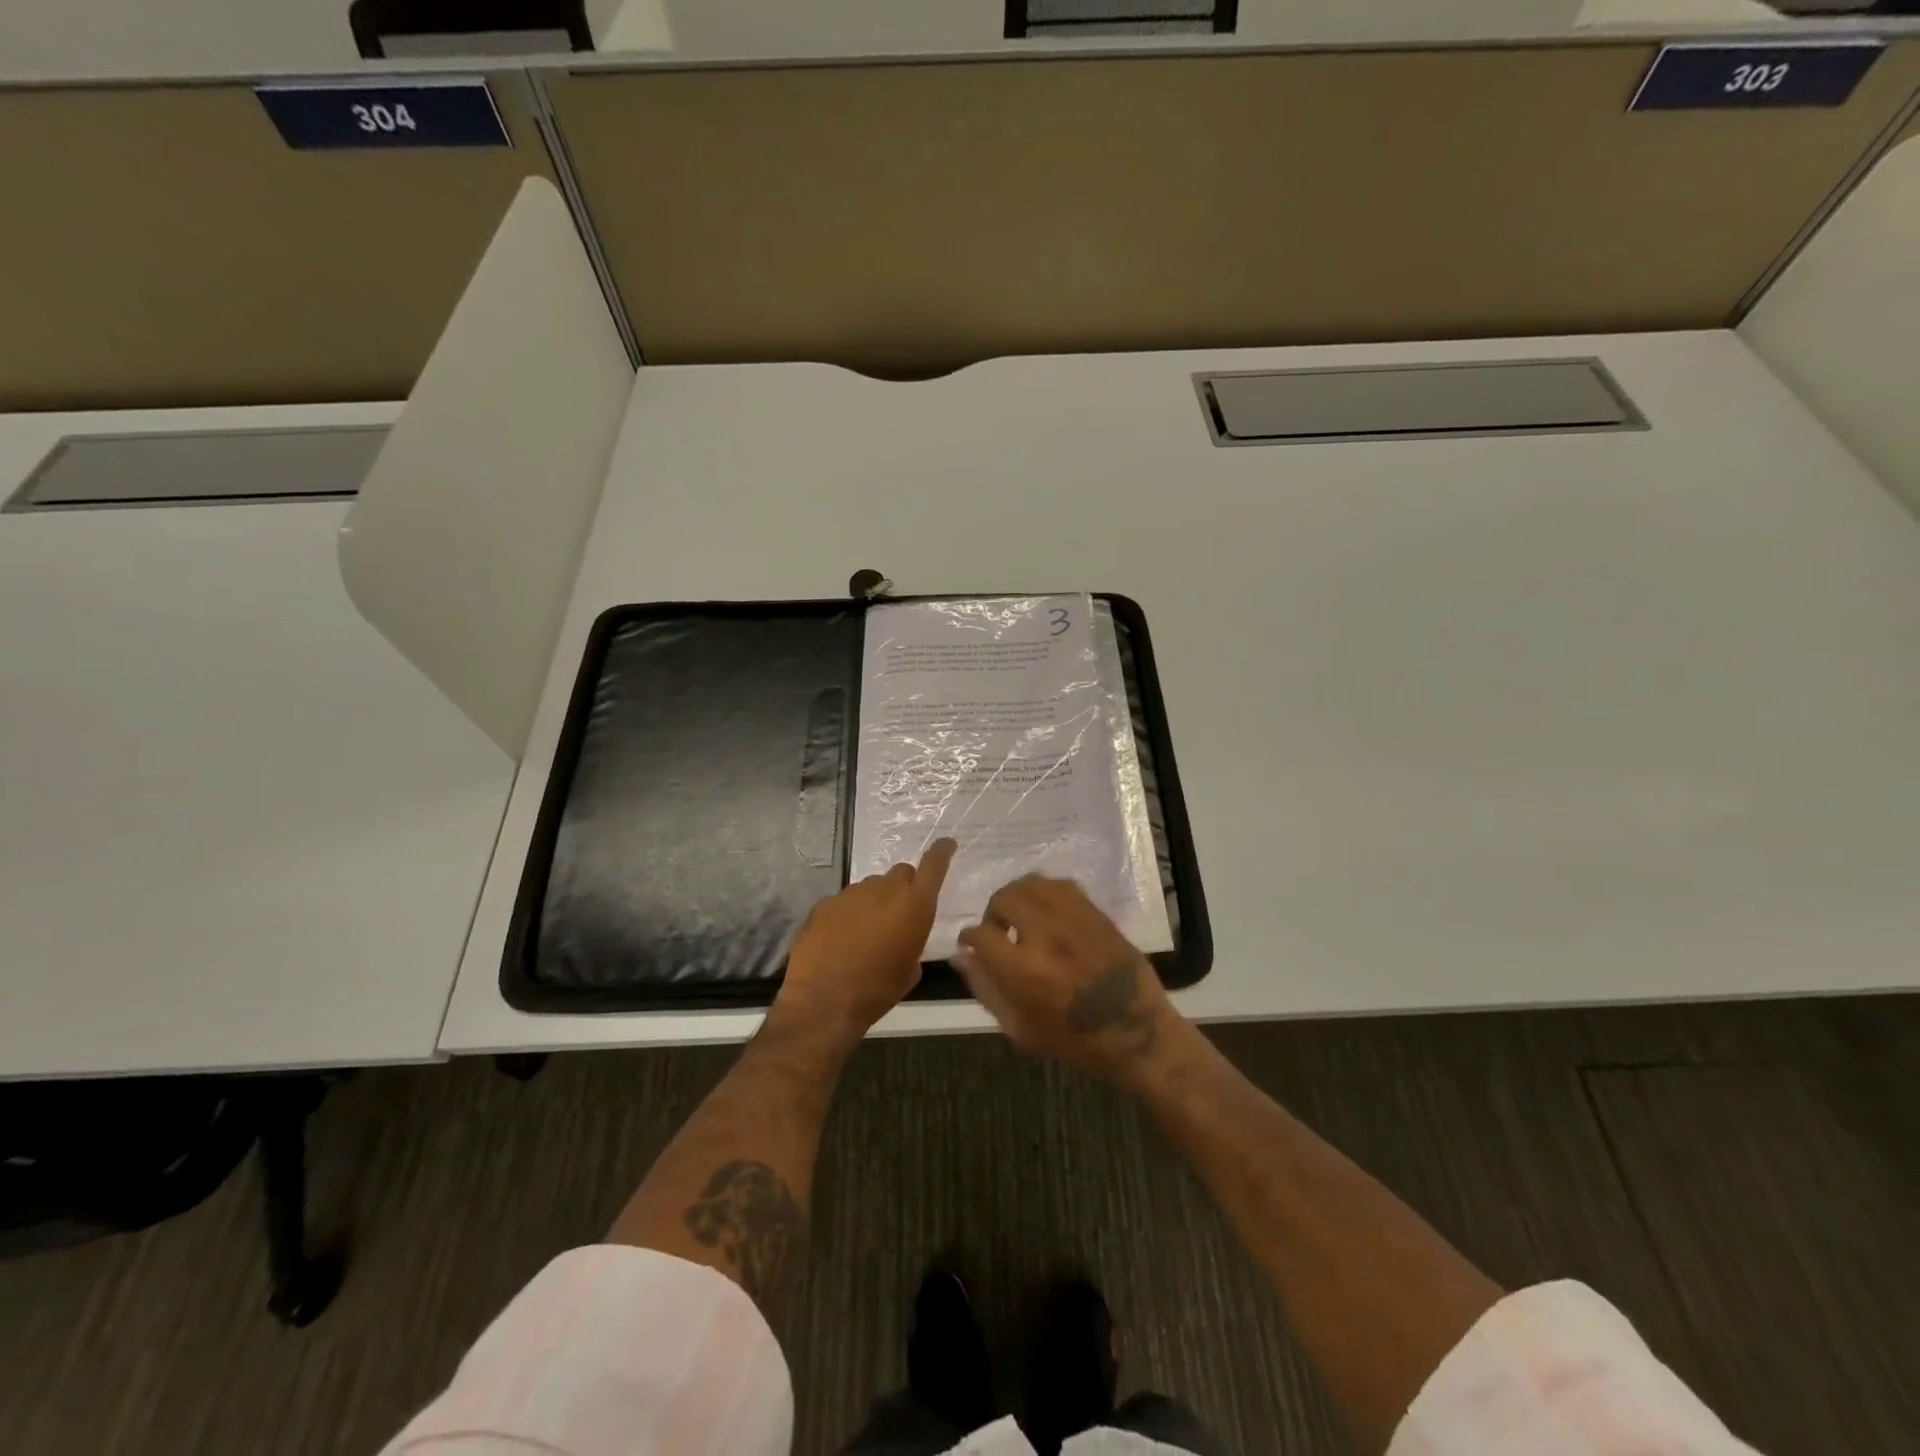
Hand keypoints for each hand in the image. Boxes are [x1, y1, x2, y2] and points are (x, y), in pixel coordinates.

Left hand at [777, 839, 956, 1041]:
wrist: (823, 1001)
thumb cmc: (877, 990)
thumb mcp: (909, 971)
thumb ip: (913, 943)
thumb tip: (904, 940)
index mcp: (914, 905)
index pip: (934, 865)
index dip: (941, 852)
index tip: (946, 844)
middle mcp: (884, 889)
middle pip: (901, 873)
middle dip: (903, 888)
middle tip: (898, 914)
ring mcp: (851, 893)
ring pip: (871, 887)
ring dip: (874, 903)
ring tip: (865, 934)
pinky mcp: (825, 903)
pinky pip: (844, 902)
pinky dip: (848, 915)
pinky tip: (840, 940)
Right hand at [953, 875, 1182, 1082]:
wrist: (1136, 1032)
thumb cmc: (1074, 1040)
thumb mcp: (1020, 1029)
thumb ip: (985, 989)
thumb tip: (961, 956)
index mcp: (1023, 969)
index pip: (980, 934)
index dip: (969, 938)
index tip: (971, 944)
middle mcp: (1045, 934)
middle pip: (1004, 899)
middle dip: (993, 914)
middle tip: (999, 932)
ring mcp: (1073, 918)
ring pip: (1031, 884)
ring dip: (1018, 898)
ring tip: (1022, 918)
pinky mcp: (1095, 912)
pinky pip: (1060, 885)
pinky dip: (1045, 893)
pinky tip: (1047, 913)